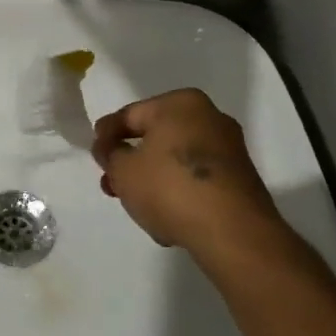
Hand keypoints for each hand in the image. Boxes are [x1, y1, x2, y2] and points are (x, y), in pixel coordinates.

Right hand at [92, 89, 287, 255]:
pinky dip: (179, 193)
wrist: (233, 232)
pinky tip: (165, 218)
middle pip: (156, 137)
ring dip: (153, 180)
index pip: (131, 114)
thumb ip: (110, 154)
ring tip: (135, 205)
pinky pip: (198, 181)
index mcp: (181, 103)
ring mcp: (229, 149)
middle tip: (111, 182)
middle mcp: (209, 117)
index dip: (107, 134)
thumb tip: (111, 148)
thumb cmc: (170, 187)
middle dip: (131, 161)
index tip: (94, 153)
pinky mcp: (240, 180)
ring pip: (176, 161)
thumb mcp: (124, 170)